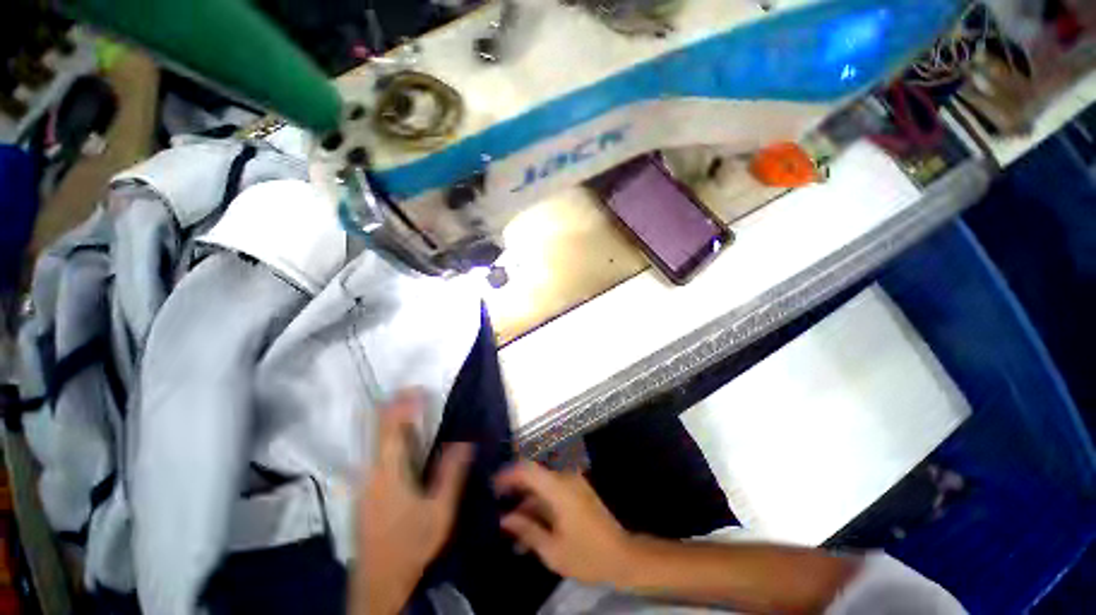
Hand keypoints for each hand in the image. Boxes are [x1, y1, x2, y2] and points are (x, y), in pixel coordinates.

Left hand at [353, 391, 472, 614]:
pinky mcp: (364, 493)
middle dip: (394, 407)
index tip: (418, 388)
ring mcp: (364, 484)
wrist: (377, 584)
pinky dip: (389, 439)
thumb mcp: (439, 511)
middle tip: (414, 392)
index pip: (391, 428)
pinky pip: (375, 454)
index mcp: (387, 473)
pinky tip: (403, 442)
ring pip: (374, 442)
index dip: (402, 405)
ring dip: (392, 422)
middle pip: (377, 431)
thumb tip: (465, 442)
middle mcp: (370, 473)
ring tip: (411, 410)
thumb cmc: (411, 546)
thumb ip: (451, 474)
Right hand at [494, 461, 634, 586]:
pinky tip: (529, 528)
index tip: (491, 485)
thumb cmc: (587, 555)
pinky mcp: (577, 492)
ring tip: (509, 527)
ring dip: (526, 503)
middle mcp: (566, 479)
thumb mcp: (553, 550)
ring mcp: (573, 485)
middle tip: (496, 505)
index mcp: (559, 488)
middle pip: (534, 476)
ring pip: (542, 487)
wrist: (622, 556)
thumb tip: (505, 519)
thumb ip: (527, 530)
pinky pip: (552, 493)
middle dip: (514, 490)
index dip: (508, 474)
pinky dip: (539, 506)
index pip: (528, 470)